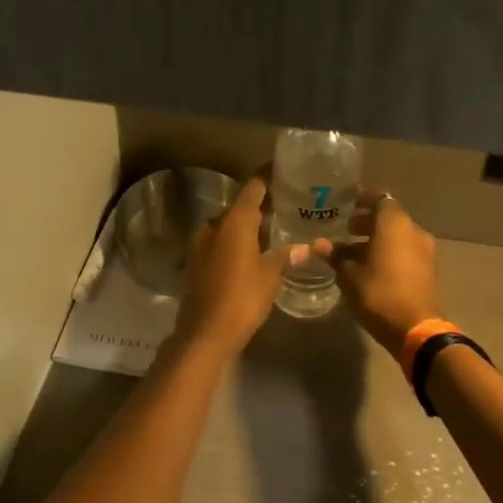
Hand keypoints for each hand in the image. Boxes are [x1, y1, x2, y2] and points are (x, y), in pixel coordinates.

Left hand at [172, 172, 292, 357]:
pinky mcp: (195, 261)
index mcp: (234, 222)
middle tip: (287, 204)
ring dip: (248, 225)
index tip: (285, 169)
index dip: (268, 176)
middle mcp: (214, 225)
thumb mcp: (270, 276)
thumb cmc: (242, 299)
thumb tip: (306, 246)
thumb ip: (286, 255)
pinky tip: (253, 250)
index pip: (253, 186)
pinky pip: (219, 241)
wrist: (205, 333)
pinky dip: (236, 240)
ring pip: (228, 225)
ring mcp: (200, 243)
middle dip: (261, 203)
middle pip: (239, 206)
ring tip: (274, 228)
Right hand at [328, 192, 440, 354]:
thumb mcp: (349, 275)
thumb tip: (319, 244)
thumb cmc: (378, 293)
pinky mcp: (426, 269)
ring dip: (376, 238)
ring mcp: (423, 250)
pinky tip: (368, 266)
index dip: (362, 197)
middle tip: (344, 228)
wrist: (415, 328)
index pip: (379, 198)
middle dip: (366, 220)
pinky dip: (387, 252)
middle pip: (388, 217)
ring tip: (351, 250)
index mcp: (394, 223)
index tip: (345, 201)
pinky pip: (403, 251)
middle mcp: (413, 230)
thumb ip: (335, 255)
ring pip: (396, 235)